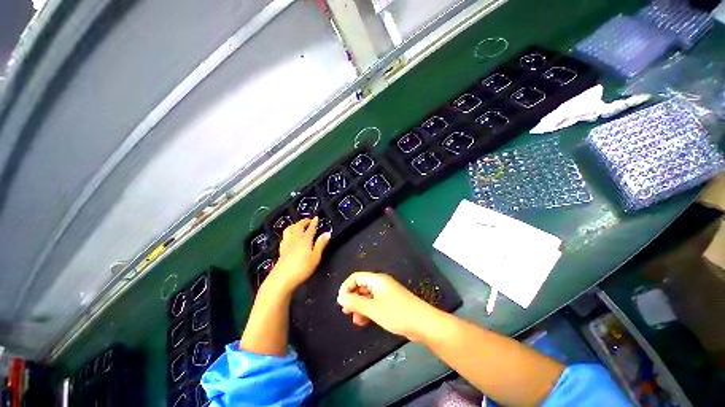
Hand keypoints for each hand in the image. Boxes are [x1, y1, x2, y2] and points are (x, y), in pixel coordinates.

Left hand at [266, 217, 330, 293]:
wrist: (282, 279)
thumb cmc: (302, 268)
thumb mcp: (315, 257)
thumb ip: (321, 244)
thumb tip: (327, 233)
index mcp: (305, 239)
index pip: (311, 228)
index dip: (314, 222)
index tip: (317, 217)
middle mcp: (295, 239)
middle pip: (299, 226)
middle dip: (304, 221)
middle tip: (309, 219)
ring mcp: (287, 244)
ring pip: (289, 230)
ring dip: (295, 225)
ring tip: (298, 225)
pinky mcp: (281, 250)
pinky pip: (284, 237)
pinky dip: (288, 233)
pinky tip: (289, 236)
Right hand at [336, 272, 437, 340]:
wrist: (423, 323)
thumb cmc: (396, 313)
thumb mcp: (373, 309)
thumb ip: (355, 302)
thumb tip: (340, 297)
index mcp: (376, 280)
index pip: (356, 277)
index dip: (346, 287)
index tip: (340, 302)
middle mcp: (381, 283)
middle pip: (361, 286)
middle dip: (352, 298)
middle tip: (346, 312)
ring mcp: (386, 293)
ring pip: (367, 296)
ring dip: (359, 306)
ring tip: (355, 320)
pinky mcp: (391, 302)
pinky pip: (374, 303)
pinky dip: (368, 310)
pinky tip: (364, 321)